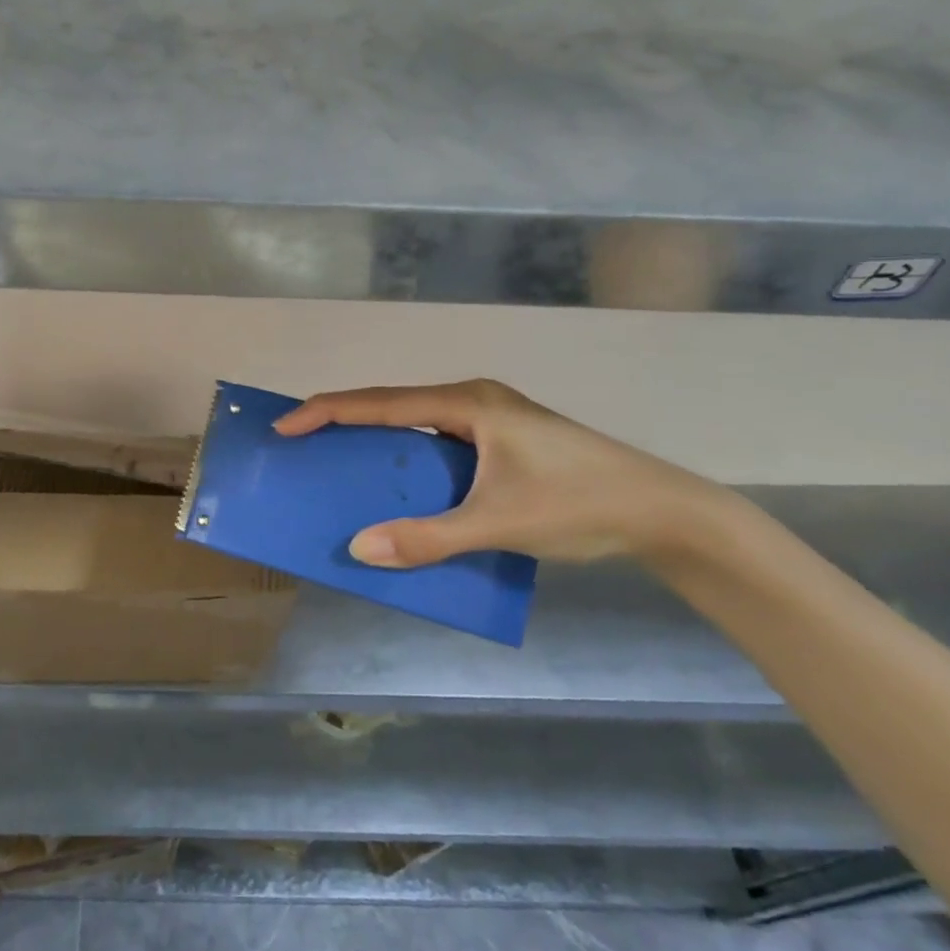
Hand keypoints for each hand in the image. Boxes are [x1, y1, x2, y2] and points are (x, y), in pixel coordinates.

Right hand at [274, 379, 730, 567]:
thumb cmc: (580, 504)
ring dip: (377, 441)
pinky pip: (437, 442)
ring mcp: (491, 420)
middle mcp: (473, 401)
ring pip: (415, 424)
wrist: (665, 512)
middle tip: (302, 442)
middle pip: (392, 405)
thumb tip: (358, 549)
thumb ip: (427, 538)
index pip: (379, 402)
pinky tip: (400, 484)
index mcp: (467, 403)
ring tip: (339, 462)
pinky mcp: (503, 442)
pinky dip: (408, 458)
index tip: (284, 427)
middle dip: (343, 421)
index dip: (326, 412)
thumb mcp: (498, 524)